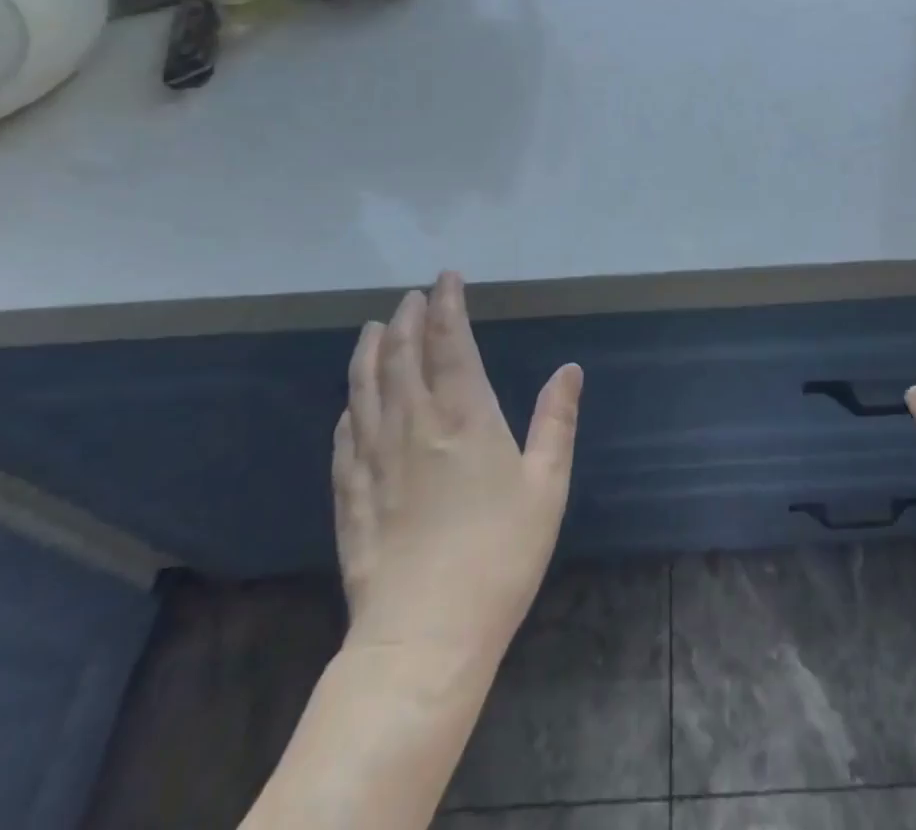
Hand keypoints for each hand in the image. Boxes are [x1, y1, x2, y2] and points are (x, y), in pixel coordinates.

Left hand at [333, 271, 582, 663]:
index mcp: (464, 417)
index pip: (450, 343)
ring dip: (371, 351)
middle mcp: (413, 424)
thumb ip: (556, 421)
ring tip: (376, 327)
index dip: (448, 305)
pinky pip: (346, 436)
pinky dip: (350, 407)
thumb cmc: (499, 556)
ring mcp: (375, 458)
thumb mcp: (546, 486)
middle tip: (413, 297)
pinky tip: (351, 404)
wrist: (424, 637)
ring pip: (365, 387)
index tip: (447, 278)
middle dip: (409, 319)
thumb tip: (569, 369)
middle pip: (402, 356)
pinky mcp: (351, 493)